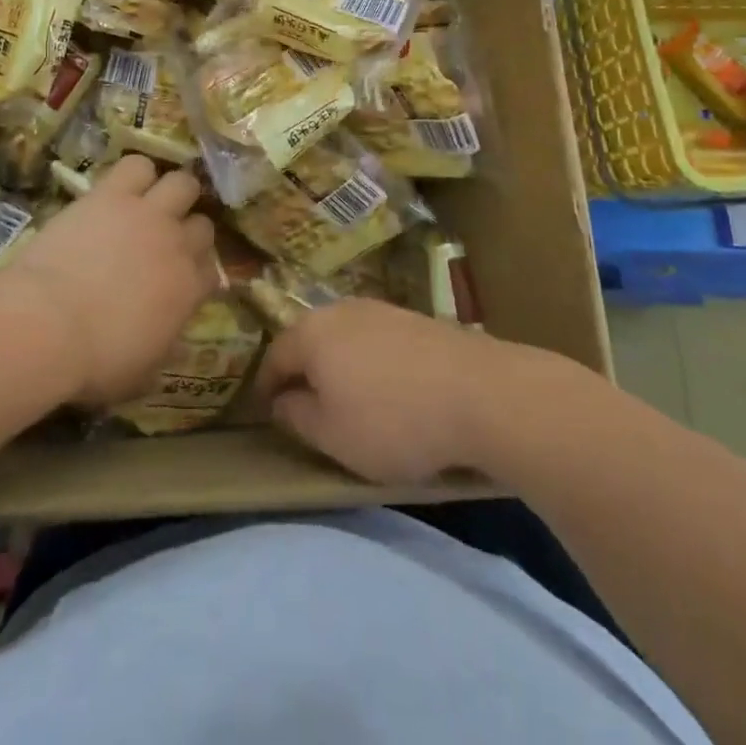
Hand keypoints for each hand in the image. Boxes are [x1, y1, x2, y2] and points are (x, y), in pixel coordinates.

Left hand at [0, 155, 218, 407]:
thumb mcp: (140, 372)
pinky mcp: (112, 194)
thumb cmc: (93, 362)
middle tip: (166, 240)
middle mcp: (177, 245)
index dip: (197, 273)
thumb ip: (164, 347)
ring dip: (172, 192)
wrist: (47, 325)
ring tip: (153, 202)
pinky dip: (135, 173)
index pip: (212, 271)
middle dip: (189, 230)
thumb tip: (171, 338)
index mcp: (189, 291)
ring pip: (182, 183)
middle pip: (203, 224)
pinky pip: (137, 164)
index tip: (182, 279)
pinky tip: (123, 186)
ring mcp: (147, 214)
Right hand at [256, 299, 512, 484]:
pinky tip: (388, 389)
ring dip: (339, 365)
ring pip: (345, 337)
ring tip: (348, 399)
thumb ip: (297, 416)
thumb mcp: (332, 436)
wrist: (480, 392)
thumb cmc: (393, 420)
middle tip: (305, 406)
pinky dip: (371, 363)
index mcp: (312, 332)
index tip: (266, 414)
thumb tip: (281, 400)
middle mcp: (341, 310)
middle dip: (303, 371)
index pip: (274, 356)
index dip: (265, 387)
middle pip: (310, 339)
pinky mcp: (414, 318)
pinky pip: (376, 340)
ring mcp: (381, 309)